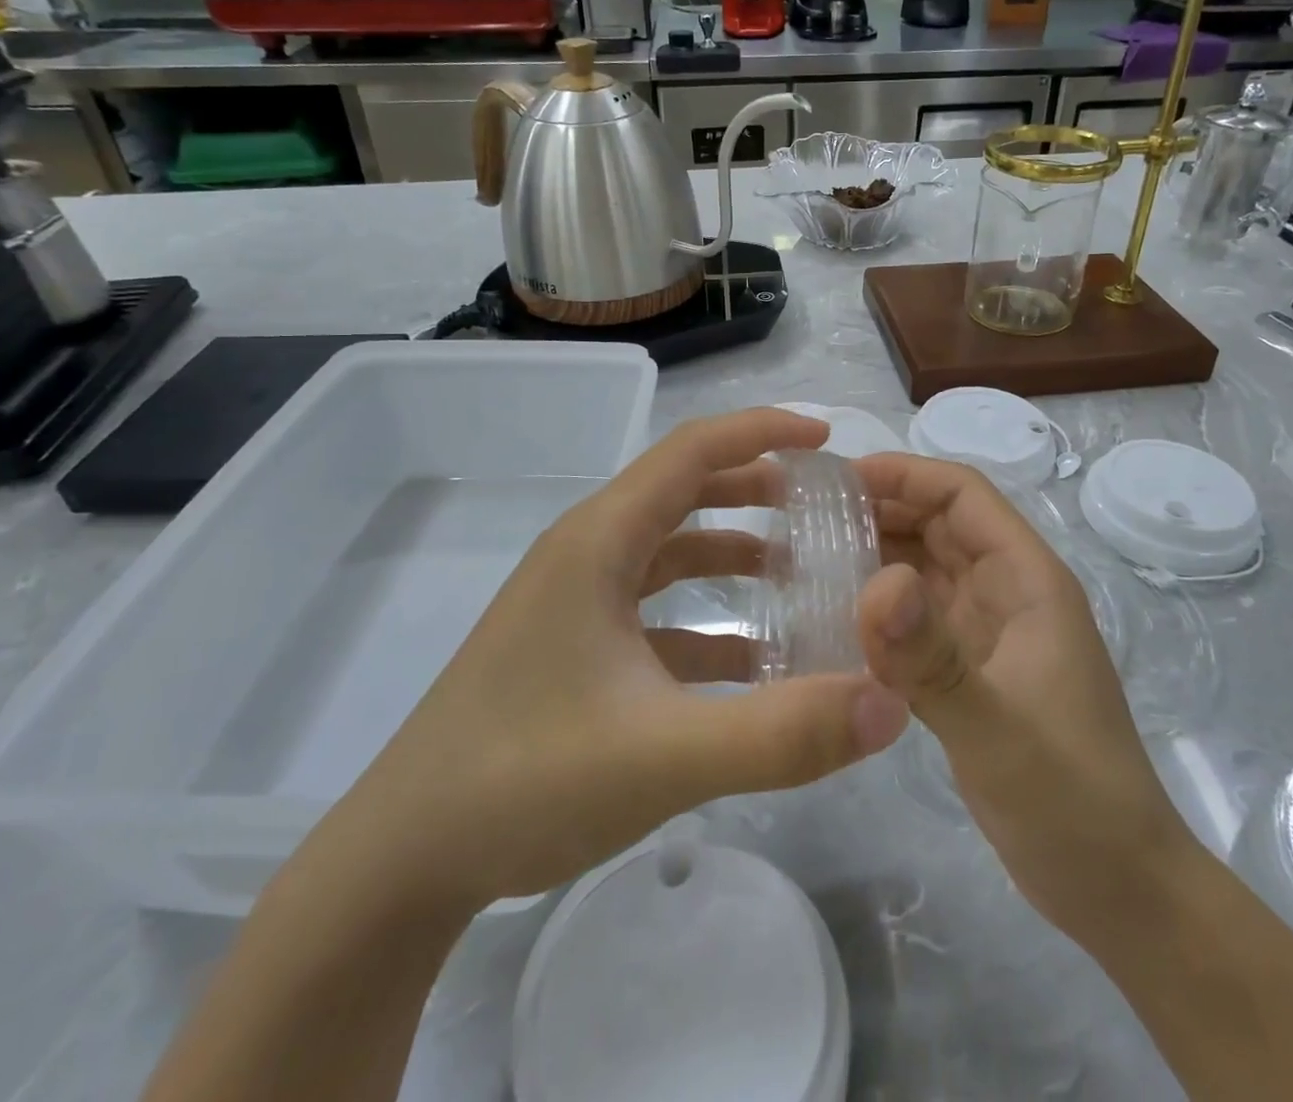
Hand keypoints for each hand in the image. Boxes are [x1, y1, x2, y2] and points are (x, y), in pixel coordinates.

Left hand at [341, 409, 910, 917]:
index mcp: (600, 542)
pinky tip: (749, 661)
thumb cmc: (524, 780)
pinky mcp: (572, 648)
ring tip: (796, 570)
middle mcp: (586, 555)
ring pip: (668, 551)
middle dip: (754, 486)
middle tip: (822, 502)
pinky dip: (705, 617)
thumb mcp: (665, 756)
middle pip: (682, 492)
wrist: (403, 861)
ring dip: (731, 550)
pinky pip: (653, 610)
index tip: (826, 437)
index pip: (691, 451)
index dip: (761, 431)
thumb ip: (782, 732)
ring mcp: (575, 603)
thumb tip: (889, 702)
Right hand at [852, 453, 1188, 925]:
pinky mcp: (969, 670)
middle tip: (806, 516)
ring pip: (926, 568)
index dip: (905, 474)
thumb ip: (932, 658)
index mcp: (1027, 580)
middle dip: (880, 509)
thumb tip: (874, 583)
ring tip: (808, 555)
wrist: (1114, 884)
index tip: (838, 478)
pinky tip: (835, 615)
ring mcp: (988, 632)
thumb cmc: (1069, 796)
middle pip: (940, 524)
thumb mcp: (996, 726)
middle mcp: (1007, 592)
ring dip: (876, 554)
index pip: (964, 495)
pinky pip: (918, 617)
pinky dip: (881, 606)